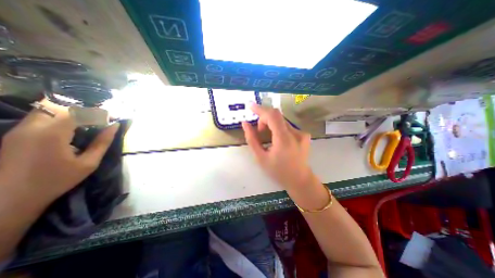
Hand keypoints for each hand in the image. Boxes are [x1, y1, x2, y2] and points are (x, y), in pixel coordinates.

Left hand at [0, 99, 119, 206]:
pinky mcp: (14, 134)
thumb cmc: (56, 181)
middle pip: (60, 106)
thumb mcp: (88, 163)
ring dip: (70, 113)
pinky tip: (70, 129)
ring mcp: (19, 129)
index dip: (99, 113)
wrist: (8, 200)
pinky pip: (40, 117)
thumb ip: (102, 142)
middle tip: (99, 120)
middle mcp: (32, 126)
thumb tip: (114, 126)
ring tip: (87, 124)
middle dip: (83, 110)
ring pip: (47, 109)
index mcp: (53, 134)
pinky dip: (59, 118)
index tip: (113, 118)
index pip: (79, 112)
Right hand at [244, 103, 313, 189]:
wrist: (300, 180)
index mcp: (284, 140)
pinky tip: (277, 139)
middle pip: (276, 116)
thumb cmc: (278, 172)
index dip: (260, 109)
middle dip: (264, 119)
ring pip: (281, 120)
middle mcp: (295, 133)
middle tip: (259, 131)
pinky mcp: (304, 134)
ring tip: (267, 136)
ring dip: (271, 124)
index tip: (250, 106)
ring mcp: (302, 133)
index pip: (272, 115)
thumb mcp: (261, 158)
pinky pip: (287, 125)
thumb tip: (245, 123)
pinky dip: (278, 128)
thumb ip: (252, 139)